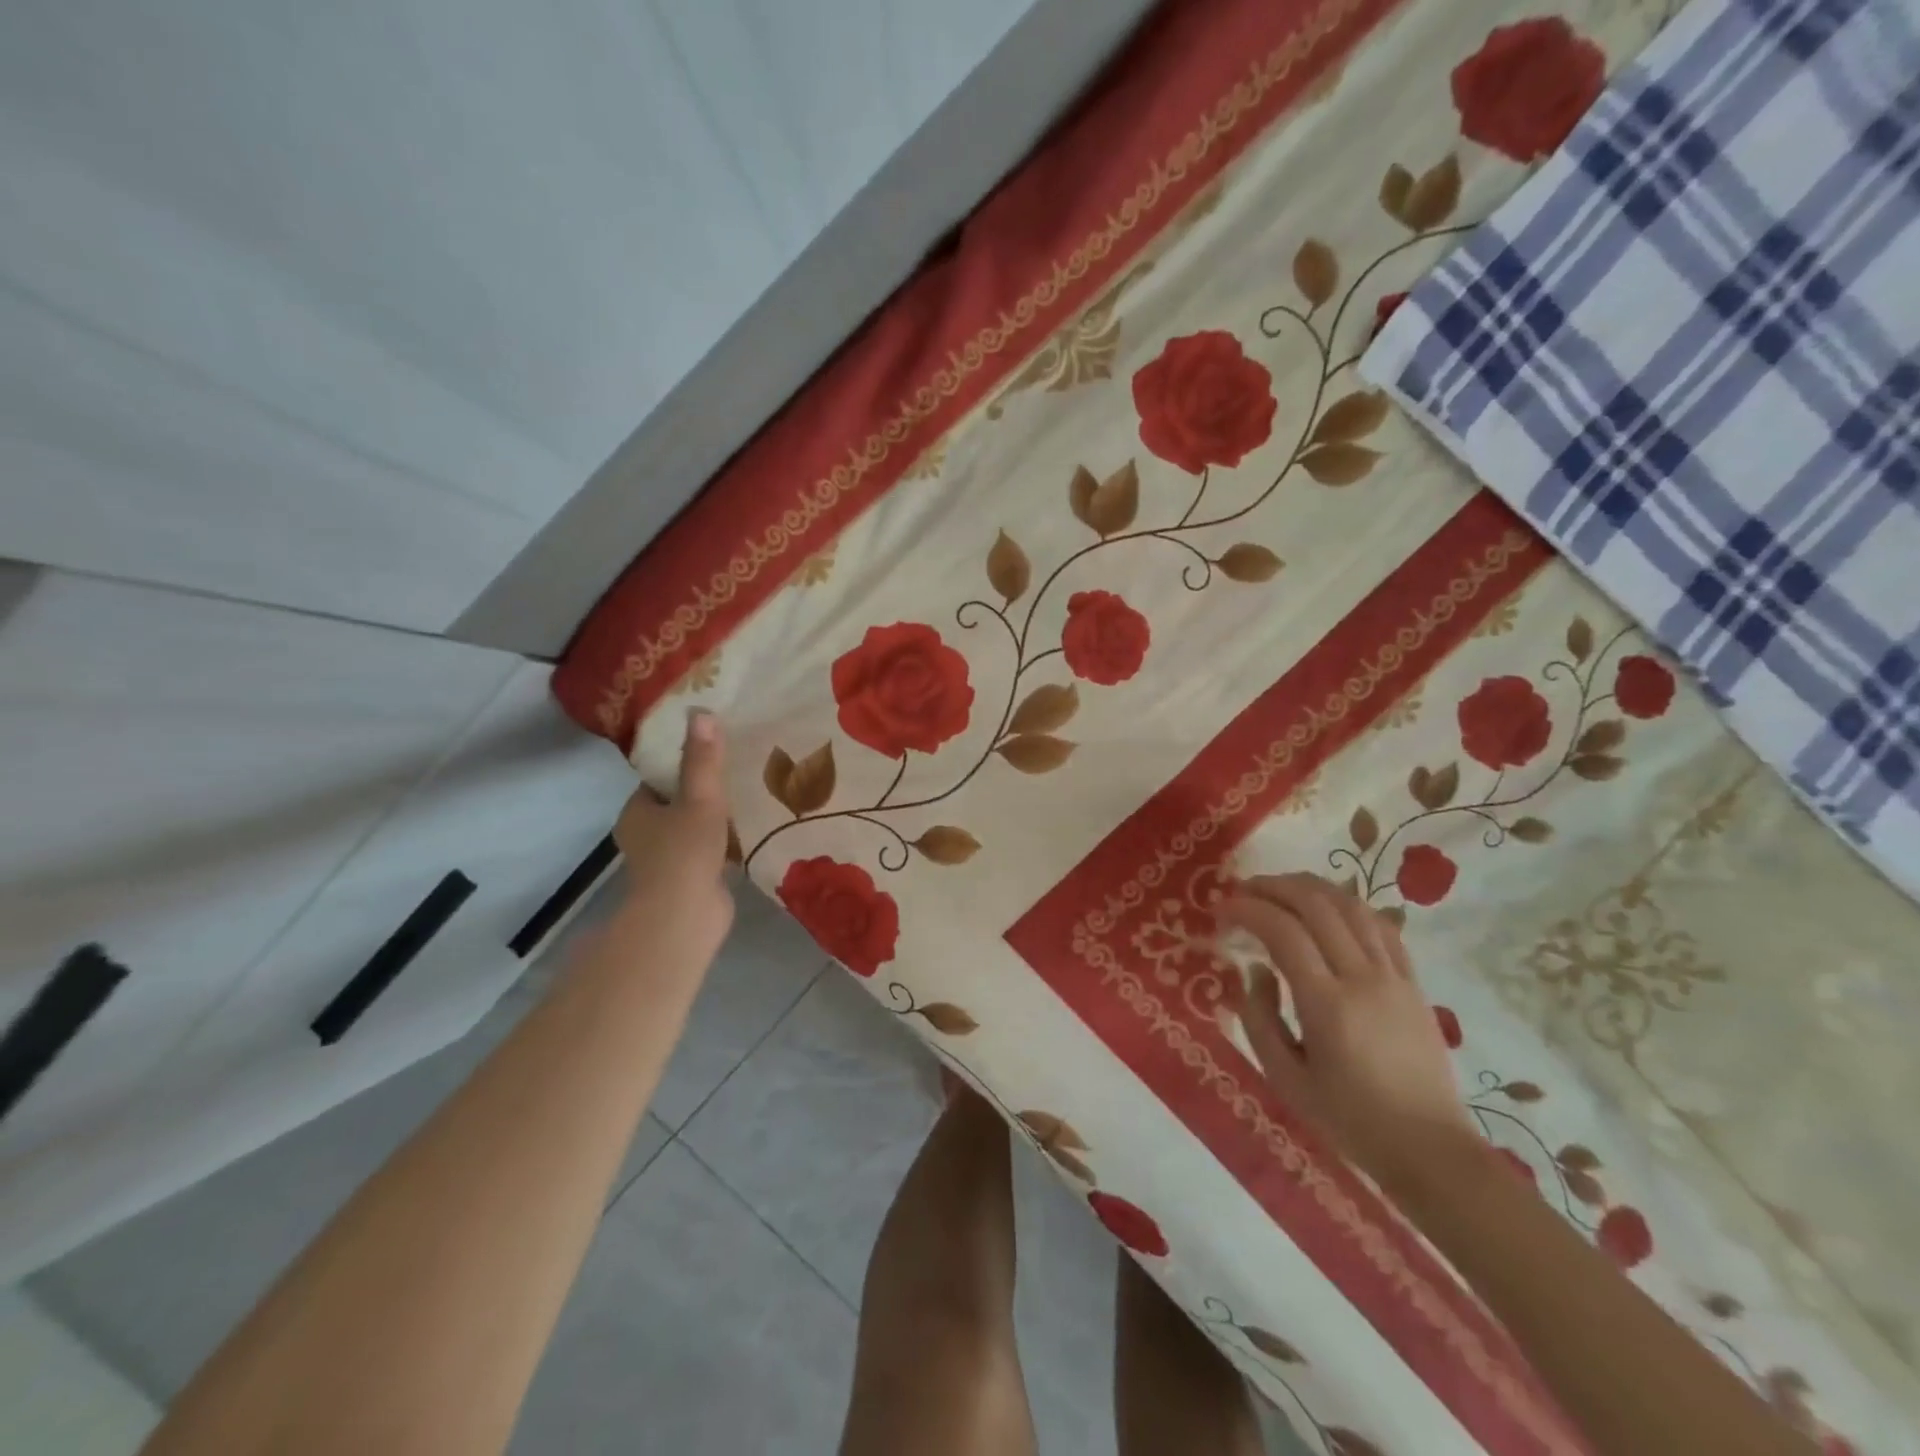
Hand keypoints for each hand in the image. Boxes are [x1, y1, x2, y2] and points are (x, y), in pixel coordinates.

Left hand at [611, 709, 734, 952]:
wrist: (684, 917)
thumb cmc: (684, 851)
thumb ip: (703, 759)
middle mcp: (645, 836)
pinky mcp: (688, 883)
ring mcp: (666, 863)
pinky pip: (707, 854)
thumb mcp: (699, 797)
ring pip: (691, 831)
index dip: (680, 766)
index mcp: (636, 812)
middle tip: (736, 772)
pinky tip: (751, 833)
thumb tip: (701, 712)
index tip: (710, 752)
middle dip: (701, 793)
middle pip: (674, 805)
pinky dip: (723, 845)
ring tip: (749, 798)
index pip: (657, 781)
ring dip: (714, 820)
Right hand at [1219, 873, 1473, 1194]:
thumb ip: (1259, 1018)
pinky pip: (1381, 926)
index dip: (1248, 909)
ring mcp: (1394, 977)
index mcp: (1327, 1005)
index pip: (1283, 932)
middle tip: (1244, 889)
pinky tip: (1327, 908)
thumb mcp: (1285, 1079)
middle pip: (1317, 905)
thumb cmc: (1349, 1121)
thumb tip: (1256, 970)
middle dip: (1274, 886)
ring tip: (1280, 889)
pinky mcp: (1413, 983)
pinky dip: (1348, 905)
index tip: (1222, 908)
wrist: (1430, 1150)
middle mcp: (1363, 979)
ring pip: (1352, 905)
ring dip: (1310, 887)